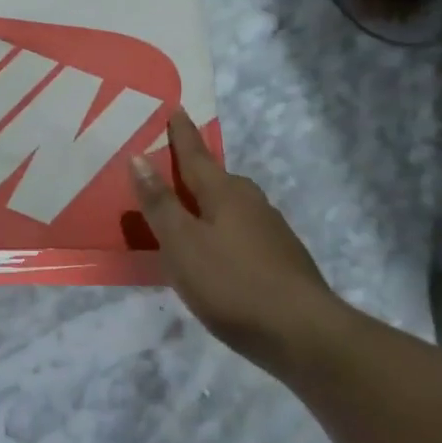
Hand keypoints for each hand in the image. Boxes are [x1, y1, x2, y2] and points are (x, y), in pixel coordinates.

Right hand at [129, 110, 340, 365]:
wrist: (303, 333)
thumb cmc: (231, 283)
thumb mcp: (181, 244)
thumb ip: (159, 203)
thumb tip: (139, 158)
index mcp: (224, 193)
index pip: (195, 155)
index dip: (182, 134)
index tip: (177, 109)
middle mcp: (251, 202)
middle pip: (217, 178)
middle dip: (195, 170)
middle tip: (171, 167)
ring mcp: (271, 230)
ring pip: (232, 205)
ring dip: (209, 202)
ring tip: (189, 212)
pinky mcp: (282, 258)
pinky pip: (242, 230)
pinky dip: (223, 229)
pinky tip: (217, 251)